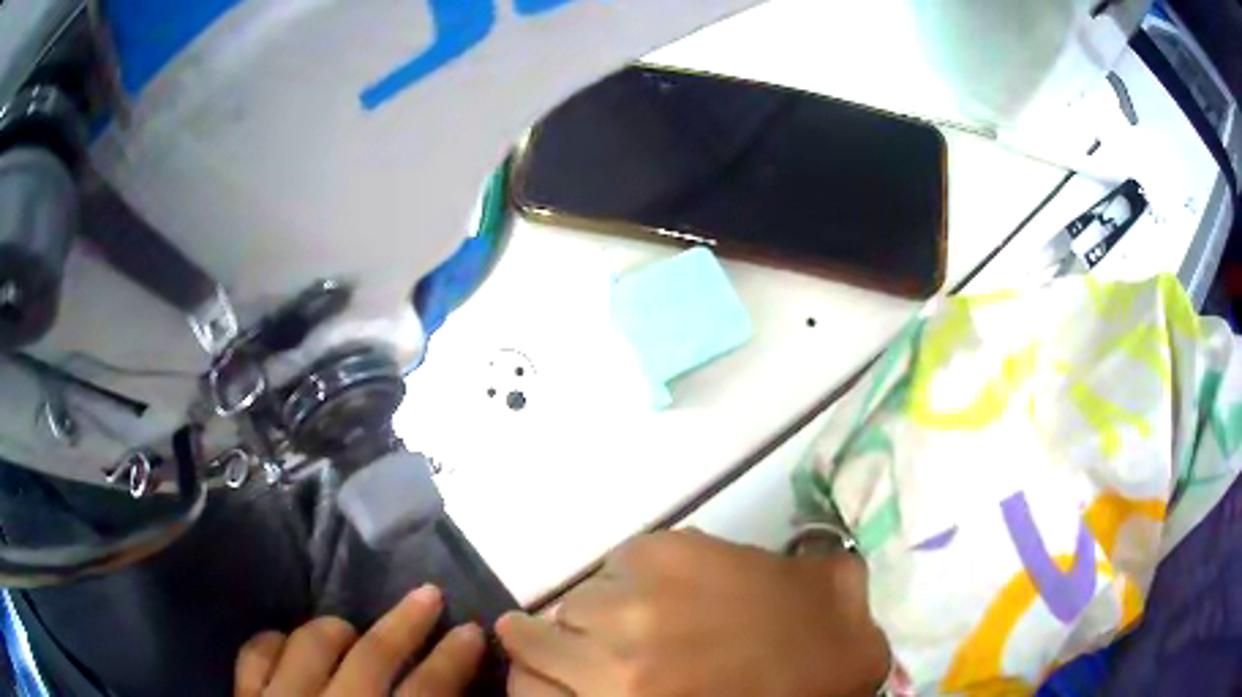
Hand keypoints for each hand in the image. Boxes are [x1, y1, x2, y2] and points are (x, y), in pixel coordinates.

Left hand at [235, 584, 483, 695]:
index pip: (426, 693)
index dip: (453, 660)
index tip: (471, 631)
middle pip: (373, 656)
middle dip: (406, 623)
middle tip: (429, 594)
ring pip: (310, 643)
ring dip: (337, 629)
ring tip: (350, 631)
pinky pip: (255, 652)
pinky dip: (274, 640)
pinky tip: (287, 643)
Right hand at [497, 530, 889, 696]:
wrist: (842, 635)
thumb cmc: (769, 695)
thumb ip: (605, 696)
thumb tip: (570, 683)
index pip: (527, 687)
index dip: (534, 681)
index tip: (550, 679)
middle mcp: (614, 653)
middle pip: (537, 638)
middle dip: (561, 646)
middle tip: (599, 653)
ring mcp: (640, 595)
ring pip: (575, 600)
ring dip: (596, 611)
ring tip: (640, 620)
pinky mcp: (669, 548)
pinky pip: (616, 564)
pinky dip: (626, 578)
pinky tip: (665, 591)